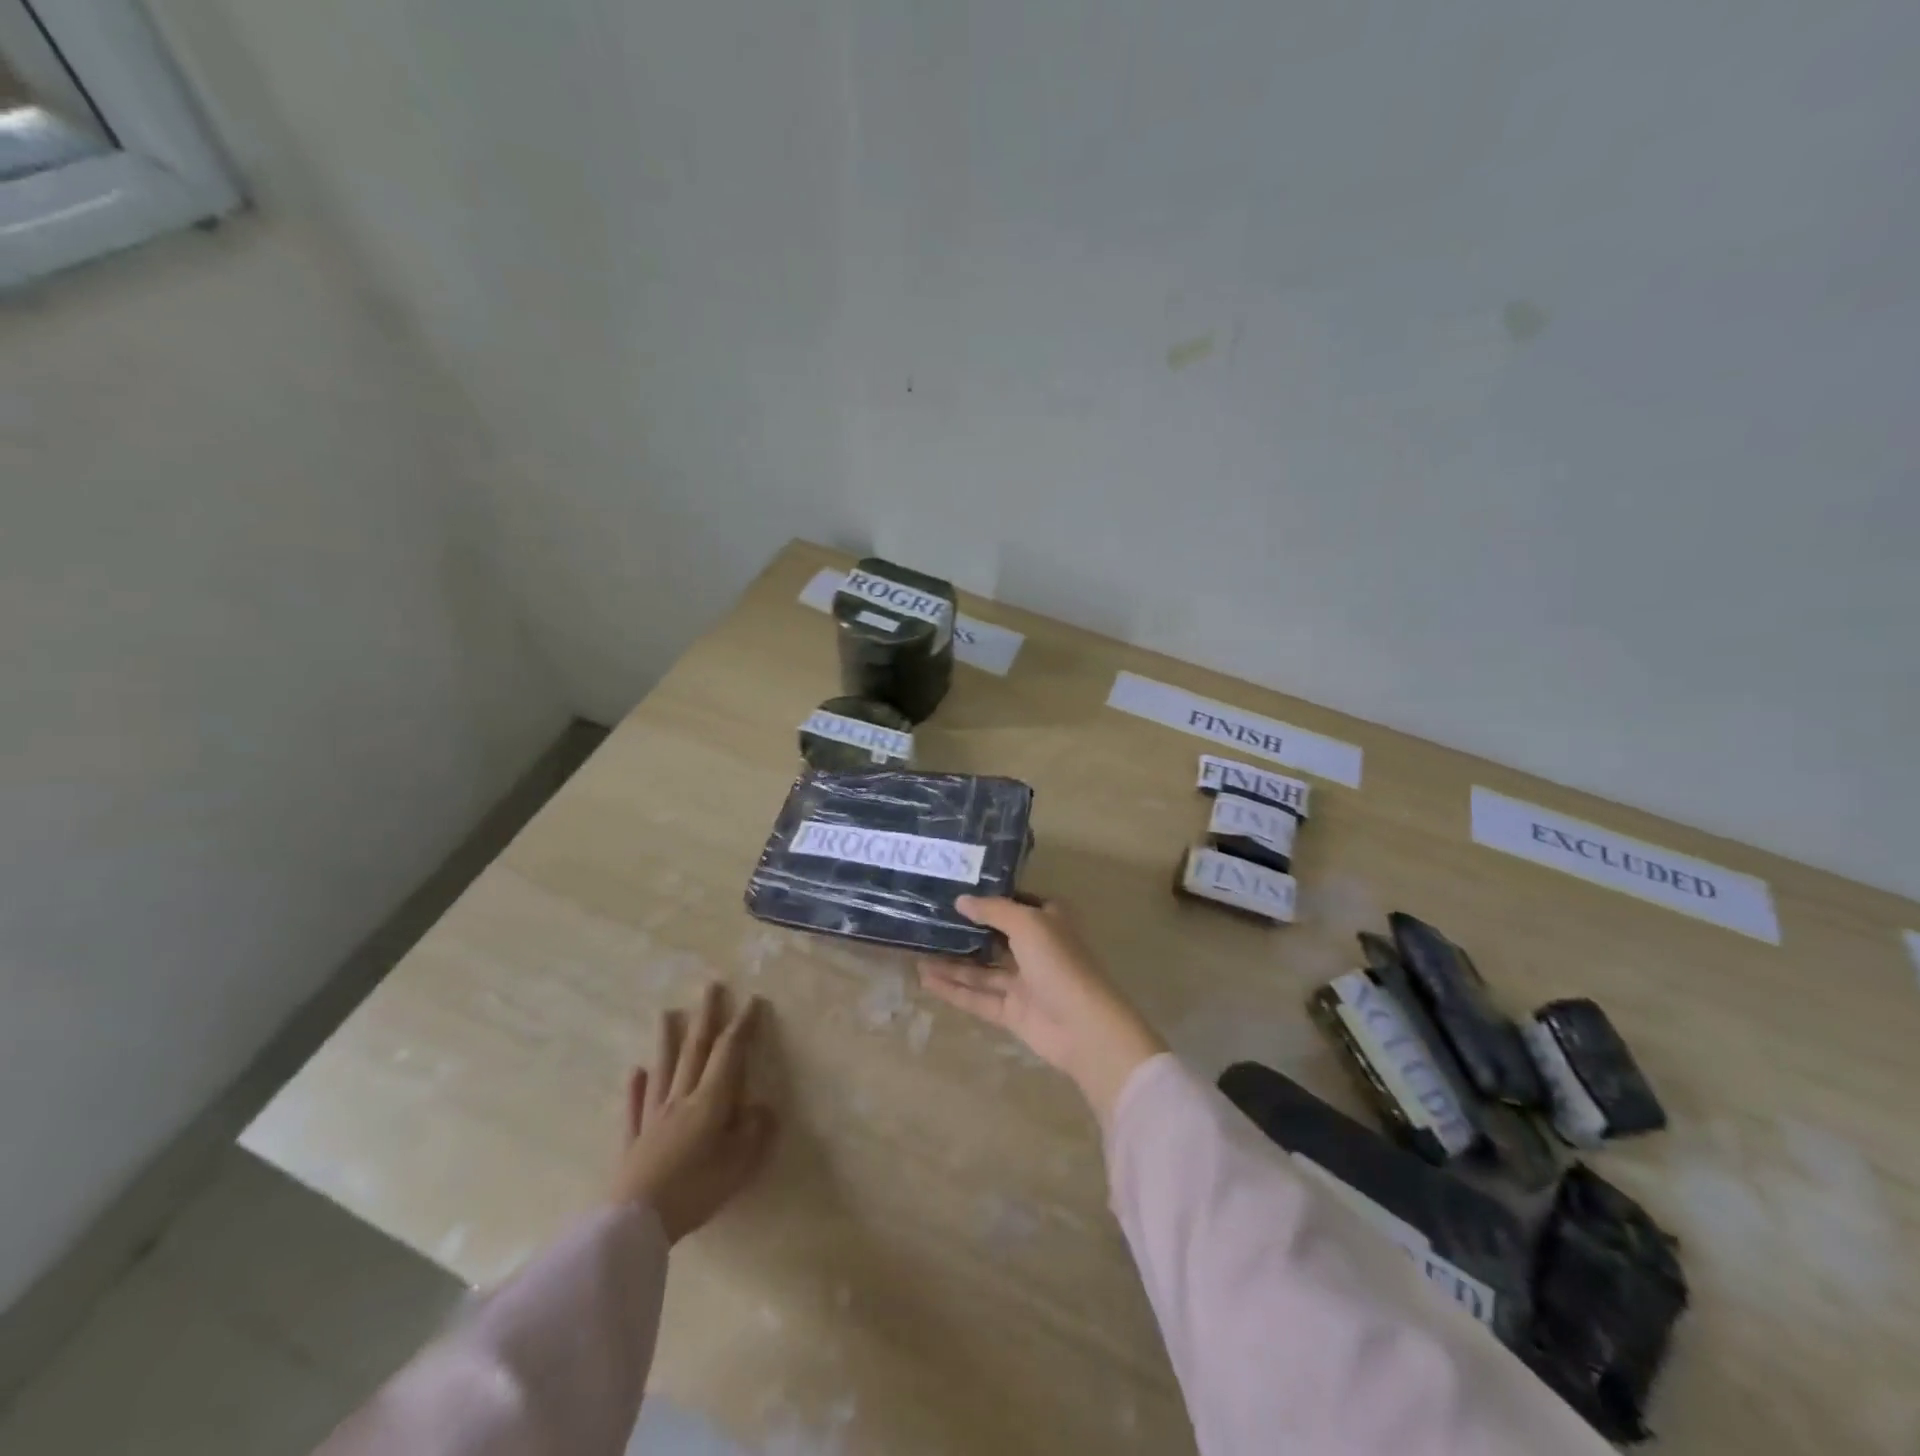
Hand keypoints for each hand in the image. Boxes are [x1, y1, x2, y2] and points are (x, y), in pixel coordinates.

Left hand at [612, 984, 778, 1242]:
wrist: (635, 1223)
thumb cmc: (694, 1190)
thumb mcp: (738, 1164)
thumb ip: (754, 1131)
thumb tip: (762, 1107)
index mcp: (710, 1102)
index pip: (729, 1054)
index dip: (742, 1026)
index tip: (752, 1001)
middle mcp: (681, 1100)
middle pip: (694, 1050)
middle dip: (706, 1016)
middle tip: (711, 986)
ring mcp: (653, 1118)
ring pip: (662, 1070)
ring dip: (666, 1039)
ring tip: (666, 1012)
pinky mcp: (633, 1142)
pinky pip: (634, 1108)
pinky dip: (635, 1088)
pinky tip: (635, 1071)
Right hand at [918, 897, 1166, 1124]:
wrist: (1084, 1027)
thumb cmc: (1059, 964)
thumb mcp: (1028, 923)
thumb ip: (993, 910)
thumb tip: (961, 900)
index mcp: (1047, 921)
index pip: (1015, 903)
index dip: (988, 897)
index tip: (954, 890)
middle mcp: (1035, 948)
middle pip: (994, 936)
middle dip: (964, 930)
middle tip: (927, 920)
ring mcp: (1023, 982)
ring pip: (982, 969)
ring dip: (952, 962)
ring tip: (917, 951)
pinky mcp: (1012, 1012)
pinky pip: (978, 996)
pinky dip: (954, 989)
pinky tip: (926, 979)